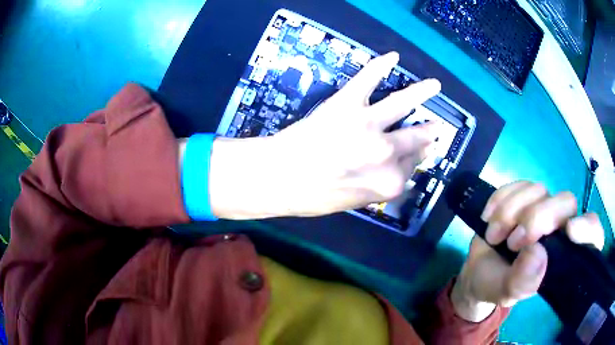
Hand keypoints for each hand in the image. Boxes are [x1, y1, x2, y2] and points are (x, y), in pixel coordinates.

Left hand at [208, 52, 441, 218]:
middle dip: (428, 132)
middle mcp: (387, 152)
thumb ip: (381, 186)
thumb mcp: (355, 201)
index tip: (421, 150)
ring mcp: (369, 124)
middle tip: (436, 126)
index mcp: (390, 182)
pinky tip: (392, 57)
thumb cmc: (313, 197)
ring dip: (422, 92)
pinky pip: (368, 79)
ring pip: (403, 104)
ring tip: (435, 85)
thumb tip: (400, 173)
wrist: (277, 178)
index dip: (417, 156)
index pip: (413, 164)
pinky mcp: (348, 103)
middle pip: (416, 138)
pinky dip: (380, 65)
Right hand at [451, 181, 604, 321]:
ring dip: (511, 211)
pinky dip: (500, 199)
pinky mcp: (523, 195)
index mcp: (565, 254)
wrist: (477, 270)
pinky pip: (517, 184)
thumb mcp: (506, 293)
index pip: (592, 233)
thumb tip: (538, 254)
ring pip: (539, 190)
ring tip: (494, 236)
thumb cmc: (497, 285)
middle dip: (538, 218)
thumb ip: (522, 282)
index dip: (588, 228)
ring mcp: (542, 207)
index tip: (570, 233)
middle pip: (565, 202)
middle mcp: (560, 226)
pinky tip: (489, 217)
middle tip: (513, 243)